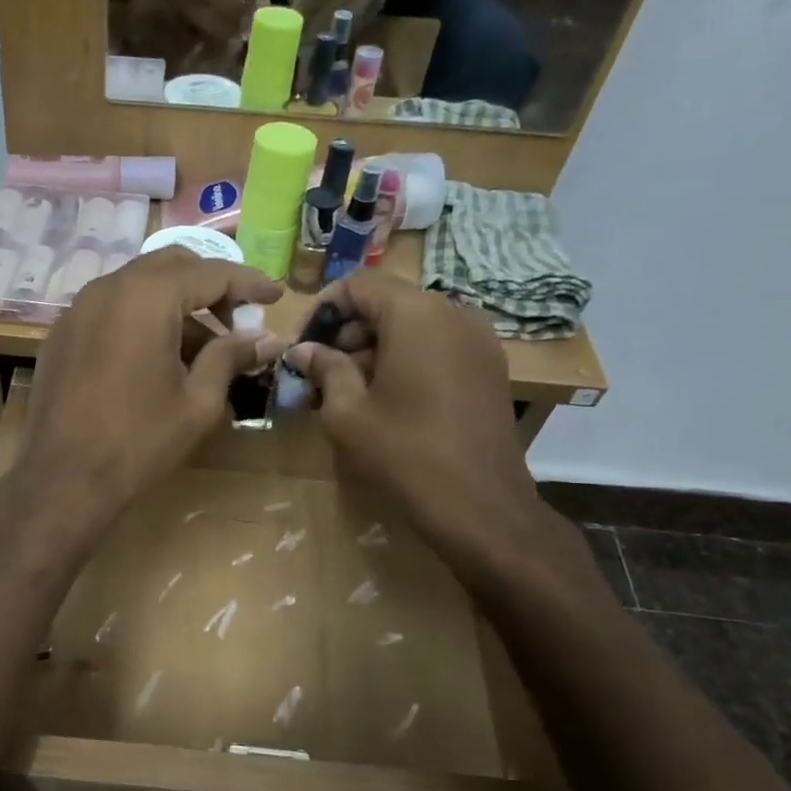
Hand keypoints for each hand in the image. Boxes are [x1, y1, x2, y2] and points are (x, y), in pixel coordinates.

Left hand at [14, 249, 283, 538]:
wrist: (63, 479)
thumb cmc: (139, 442)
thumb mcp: (198, 402)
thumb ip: (231, 358)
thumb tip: (265, 339)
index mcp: (147, 297)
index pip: (210, 273)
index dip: (249, 282)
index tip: (276, 297)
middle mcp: (108, 288)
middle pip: (171, 267)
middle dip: (210, 286)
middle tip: (237, 319)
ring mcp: (77, 309)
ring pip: (138, 287)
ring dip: (175, 305)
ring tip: (202, 350)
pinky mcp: (61, 334)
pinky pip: (111, 310)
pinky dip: (142, 319)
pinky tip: (156, 358)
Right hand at [288, 271, 544, 576]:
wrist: (481, 507)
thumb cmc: (404, 454)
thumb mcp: (348, 413)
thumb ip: (325, 370)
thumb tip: (303, 350)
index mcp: (417, 315)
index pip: (359, 284)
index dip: (322, 308)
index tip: (301, 345)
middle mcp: (454, 314)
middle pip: (388, 303)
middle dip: (347, 331)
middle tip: (318, 372)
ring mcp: (478, 340)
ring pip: (413, 326)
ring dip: (374, 347)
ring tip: (347, 390)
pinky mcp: (488, 368)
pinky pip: (437, 346)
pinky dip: (405, 359)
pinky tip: (386, 399)